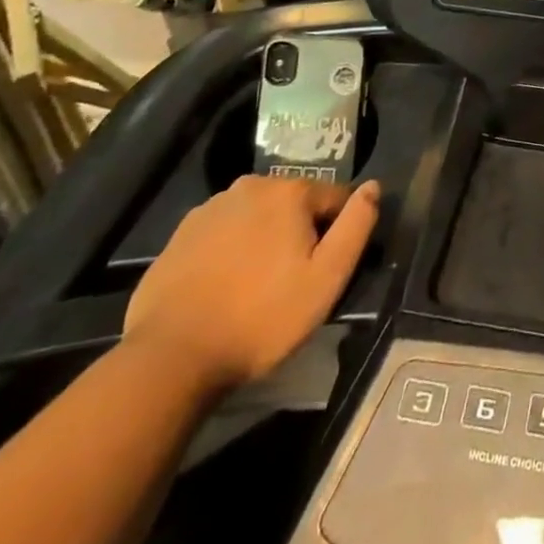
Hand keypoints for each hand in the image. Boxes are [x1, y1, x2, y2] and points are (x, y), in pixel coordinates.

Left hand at [123, 176, 379, 393]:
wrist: (170, 358)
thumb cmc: (260, 317)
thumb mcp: (326, 278)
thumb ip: (356, 226)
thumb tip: (373, 187)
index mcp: (289, 191)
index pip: (335, 198)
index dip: (337, 233)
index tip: (325, 270)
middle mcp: (251, 185)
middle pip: (293, 205)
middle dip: (299, 233)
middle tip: (290, 282)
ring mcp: (211, 208)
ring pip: (256, 217)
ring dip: (264, 240)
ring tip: (255, 287)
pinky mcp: (180, 234)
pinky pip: (222, 234)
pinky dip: (230, 251)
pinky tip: (223, 288)